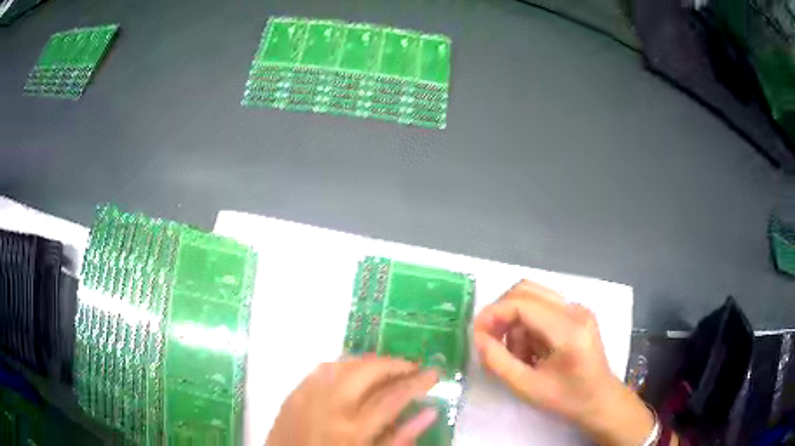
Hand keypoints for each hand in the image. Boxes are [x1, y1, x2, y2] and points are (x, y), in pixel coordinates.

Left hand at [266, 356, 439, 445]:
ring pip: (345, 364)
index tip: (435, 373)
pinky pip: (321, 368)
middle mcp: (330, 406)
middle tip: (412, 368)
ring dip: (371, 361)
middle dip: (395, 364)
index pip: (394, 397)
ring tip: (388, 369)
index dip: (418, 382)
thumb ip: (400, 437)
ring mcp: (308, 396)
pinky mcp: (293, 393)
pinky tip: (355, 371)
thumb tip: (429, 412)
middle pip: (369, 371)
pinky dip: (343, 364)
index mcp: (353, 429)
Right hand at [473, 280, 655, 445]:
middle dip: (502, 313)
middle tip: (490, 340)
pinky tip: (531, 351)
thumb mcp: (526, 387)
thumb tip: (478, 337)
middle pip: (527, 290)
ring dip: (515, 321)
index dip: (493, 314)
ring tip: (517, 354)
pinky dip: (528, 325)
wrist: (600, 400)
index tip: (476, 334)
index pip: (522, 303)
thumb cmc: (566, 399)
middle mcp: (575, 310)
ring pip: (533, 297)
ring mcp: (578, 309)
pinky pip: (543, 308)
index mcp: (568, 329)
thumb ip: (498, 361)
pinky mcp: (577, 314)